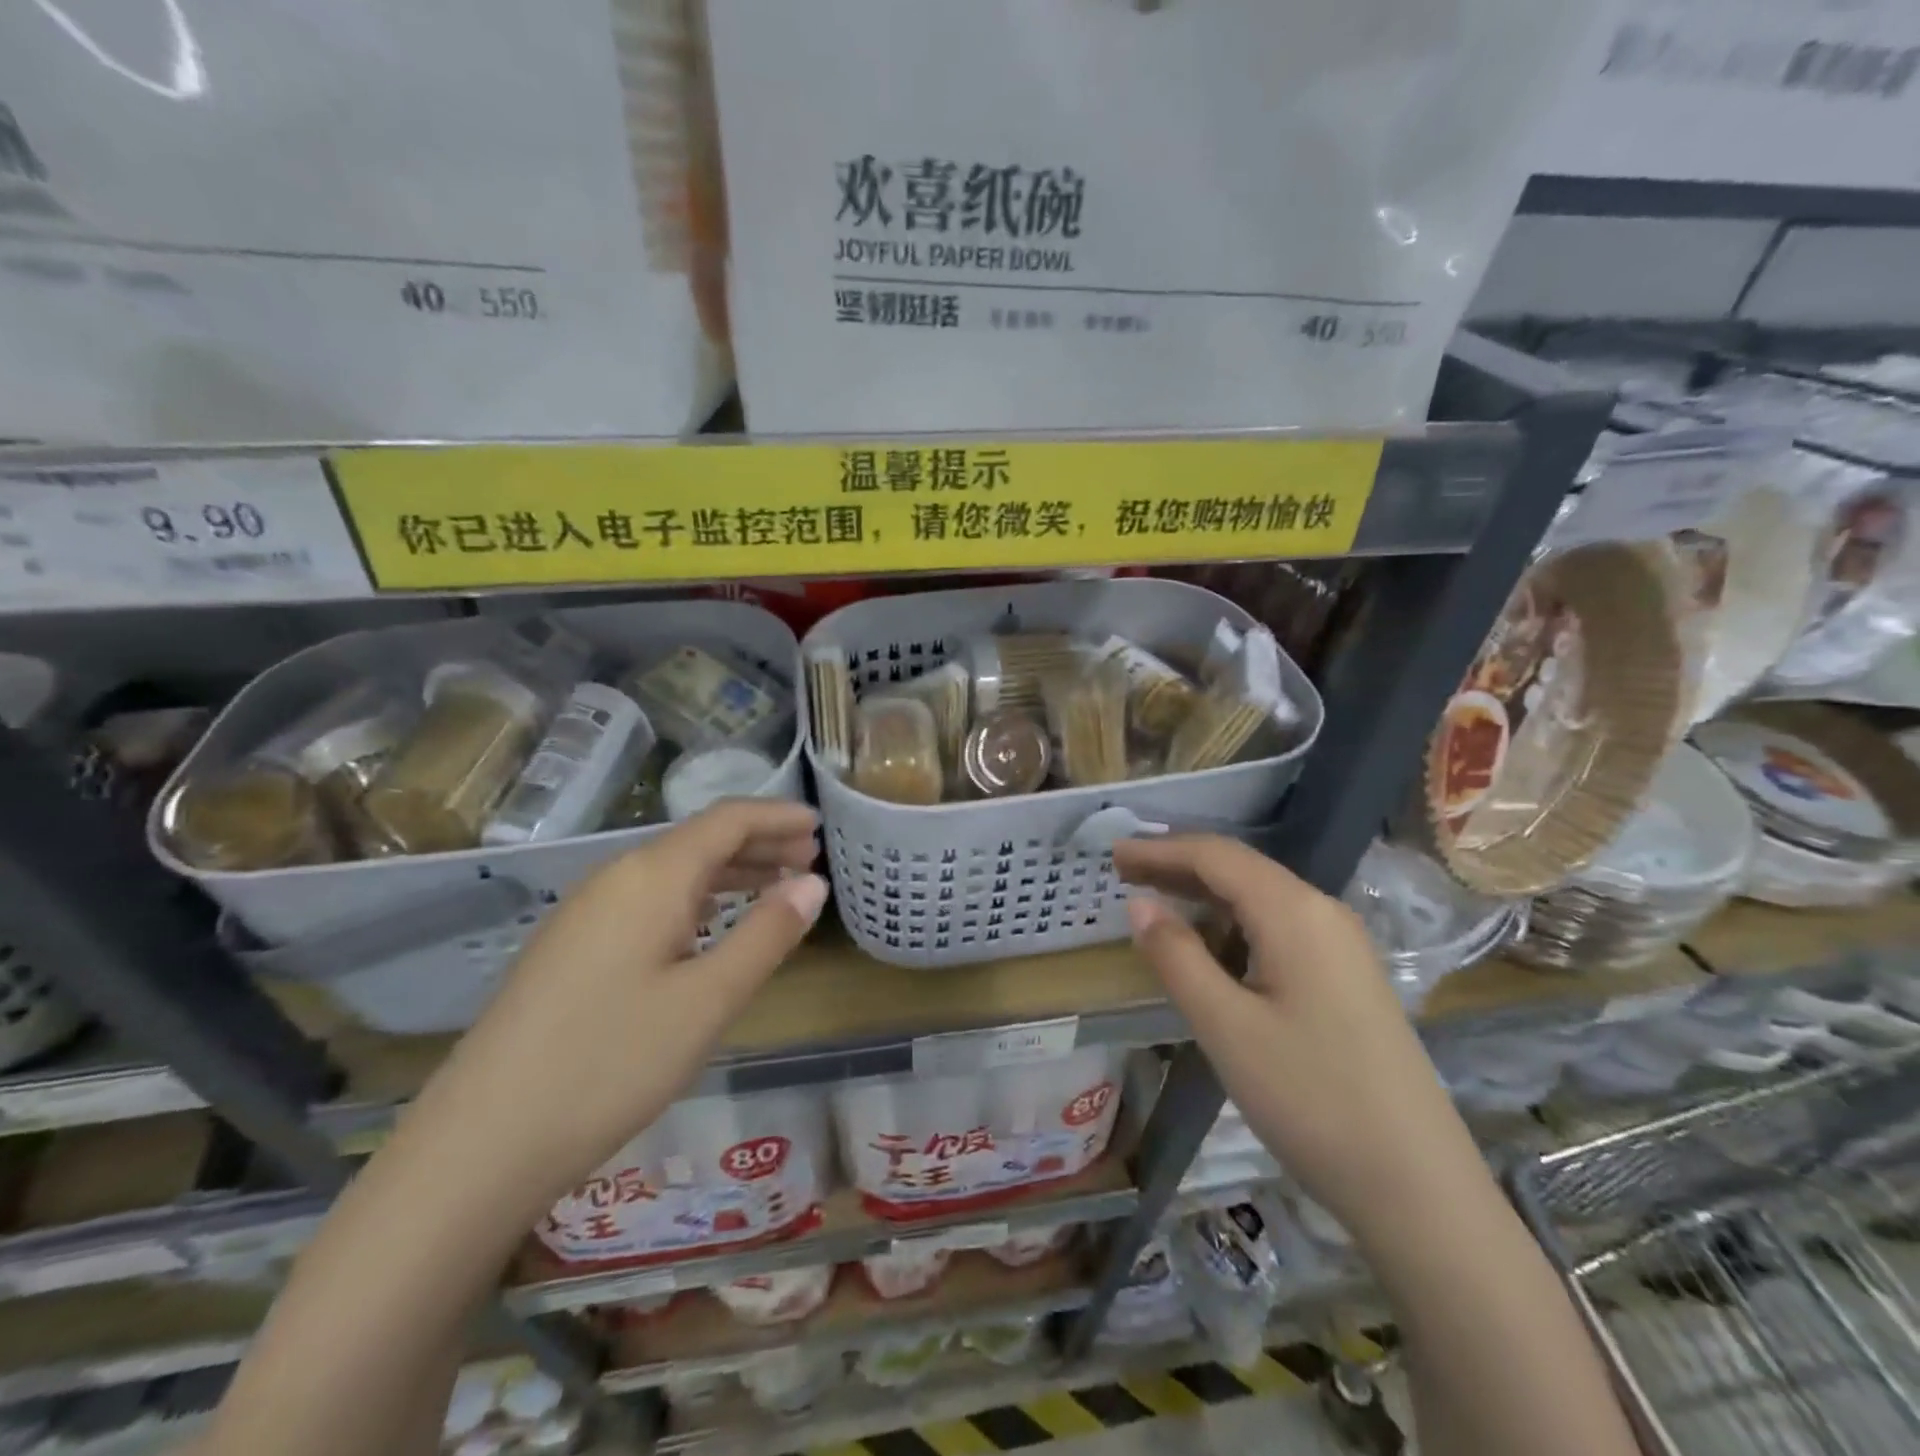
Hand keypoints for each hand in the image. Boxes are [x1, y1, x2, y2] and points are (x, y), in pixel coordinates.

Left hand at [405, 799, 827, 1209]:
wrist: (482, 1141)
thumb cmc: (612, 1062)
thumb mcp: (708, 999)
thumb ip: (766, 935)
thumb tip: (813, 884)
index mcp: (652, 876)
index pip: (727, 821)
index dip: (777, 817)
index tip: (820, 825)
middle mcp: (617, 877)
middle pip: (700, 840)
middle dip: (759, 843)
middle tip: (810, 858)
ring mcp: (588, 911)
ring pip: (674, 870)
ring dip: (729, 871)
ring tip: (776, 886)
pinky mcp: (573, 946)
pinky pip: (650, 898)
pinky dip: (696, 897)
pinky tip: (711, 922)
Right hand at [1114, 835, 1488, 1252]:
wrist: (1420, 1187)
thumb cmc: (1311, 1100)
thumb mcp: (1226, 1027)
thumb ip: (1177, 956)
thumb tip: (1140, 904)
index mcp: (1294, 912)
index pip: (1216, 856)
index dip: (1159, 850)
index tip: (1113, 854)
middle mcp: (1323, 913)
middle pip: (1240, 869)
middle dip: (1178, 865)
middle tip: (1123, 873)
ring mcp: (1342, 945)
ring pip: (1261, 897)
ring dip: (1205, 893)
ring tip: (1156, 902)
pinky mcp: (1347, 976)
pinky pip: (1279, 926)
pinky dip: (1233, 922)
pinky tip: (1212, 946)